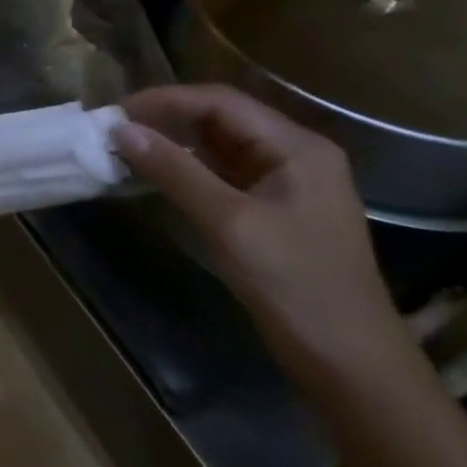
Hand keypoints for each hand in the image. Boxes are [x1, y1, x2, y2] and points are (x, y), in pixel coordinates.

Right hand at [113, 85, 415, 392]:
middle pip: (221, 118)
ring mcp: (289, 183)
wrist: (351, 365)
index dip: (164, 100)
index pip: (220, 101)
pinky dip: (188, 169)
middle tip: (115, 129)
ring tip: (127, 148)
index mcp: (297, 147)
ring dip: (174, 143)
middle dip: (166, 119)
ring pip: (220, 145)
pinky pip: (224, 172)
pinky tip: (156, 175)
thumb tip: (120, 128)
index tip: (116, 113)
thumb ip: (174, 170)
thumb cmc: (294, 285)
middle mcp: (296, 154)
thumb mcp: (227, 222)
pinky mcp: (277, 209)